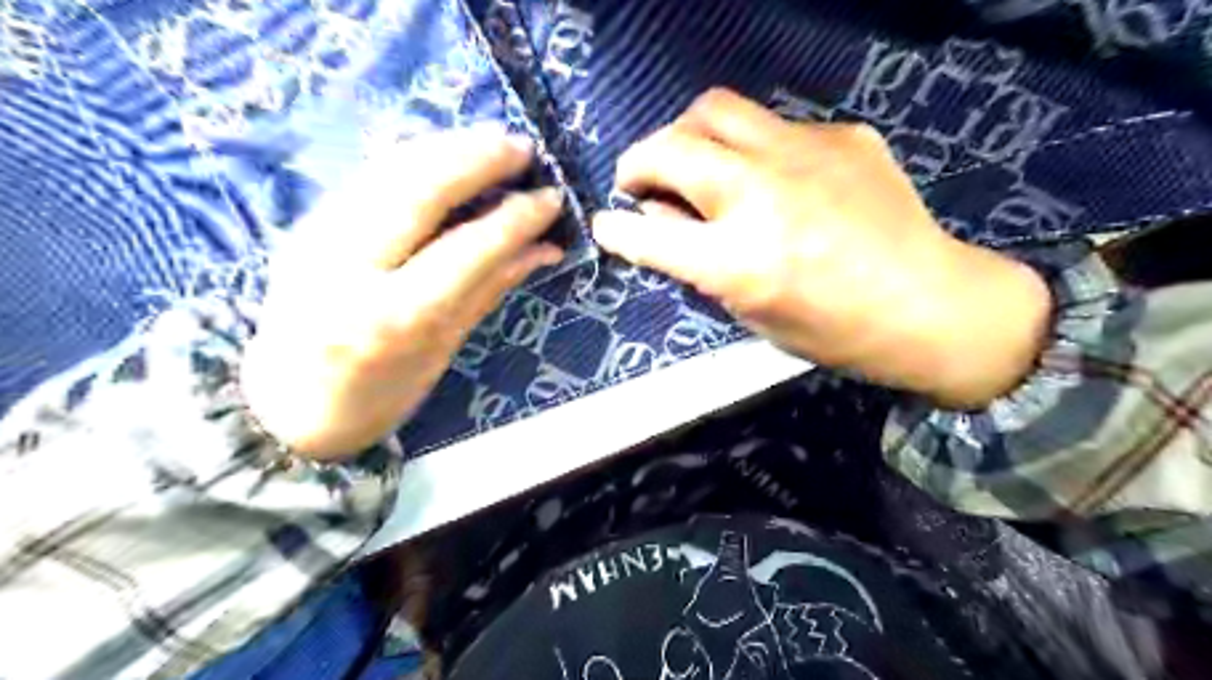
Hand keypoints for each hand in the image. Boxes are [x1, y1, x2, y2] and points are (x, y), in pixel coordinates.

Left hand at [242, 129, 563, 458]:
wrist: (285, 404)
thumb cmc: (378, 394)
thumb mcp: (443, 348)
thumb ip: (491, 288)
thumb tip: (545, 249)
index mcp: (393, 317)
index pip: (467, 249)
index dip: (516, 218)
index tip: (551, 198)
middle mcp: (348, 268)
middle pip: (418, 189)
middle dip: (478, 159)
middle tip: (523, 148)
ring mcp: (318, 238)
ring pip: (388, 170)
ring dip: (447, 146)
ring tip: (493, 140)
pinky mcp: (306, 222)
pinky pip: (369, 176)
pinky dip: (416, 155)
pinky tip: (447, 152)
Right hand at [595, 89, 1050, 409]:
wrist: (930, 305)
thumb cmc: (833, 331)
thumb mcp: (752, 313)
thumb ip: (698, 263)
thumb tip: (659, 218)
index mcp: (738, 260)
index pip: (648, 232)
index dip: (615, 227)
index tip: (605, 222)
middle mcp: (761, 195)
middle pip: (672, 145)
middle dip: (639, 161)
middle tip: (640, 180)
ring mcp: (803, 154)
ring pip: (715, 110)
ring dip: (687, 135)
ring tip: (694, 162)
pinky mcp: (840, 136)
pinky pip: (773, 126)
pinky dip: (751, 149)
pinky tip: (772, 177)